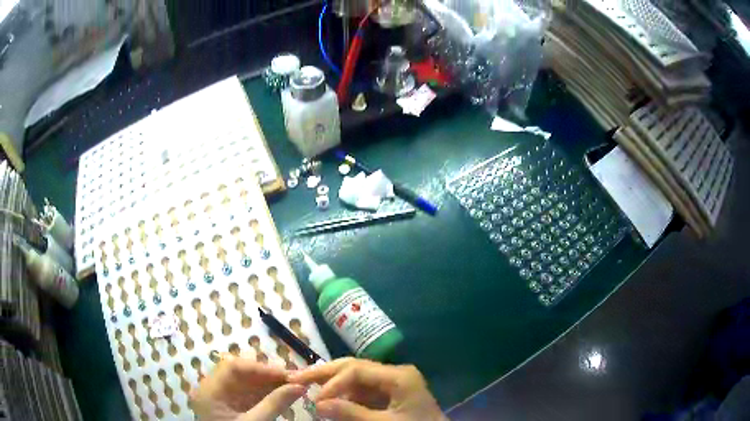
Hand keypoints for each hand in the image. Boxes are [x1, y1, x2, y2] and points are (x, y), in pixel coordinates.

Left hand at [190, 353, 305, 420]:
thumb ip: (275, 404)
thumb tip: (301, 386)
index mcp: (210, 391)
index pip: (233, 368)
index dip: (261, 368)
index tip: (287, 374)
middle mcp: (213, 389)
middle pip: (240, 373)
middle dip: (268, 375)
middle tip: (295, 379)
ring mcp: (223, 398)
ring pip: (246, 382)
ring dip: (270, 383)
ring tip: (294, 386)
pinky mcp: (232, 407)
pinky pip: (249, 393)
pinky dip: (266, 393)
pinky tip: (283, 395)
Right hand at [289, 358, 446, 420]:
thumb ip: (352, 413)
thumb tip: (317, 404)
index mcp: (399, 376)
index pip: (357, 369)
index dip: (332, 382)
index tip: (315, 398)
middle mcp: (393, 373)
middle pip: (353, 367)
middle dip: (324, 373)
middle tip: (295, 377)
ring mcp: (389, 383)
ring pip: (352, 376)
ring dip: (329, 382)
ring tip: (304, 383)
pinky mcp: (385, 393)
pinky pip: (358, 390)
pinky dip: (340, 394)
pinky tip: (324, 396)